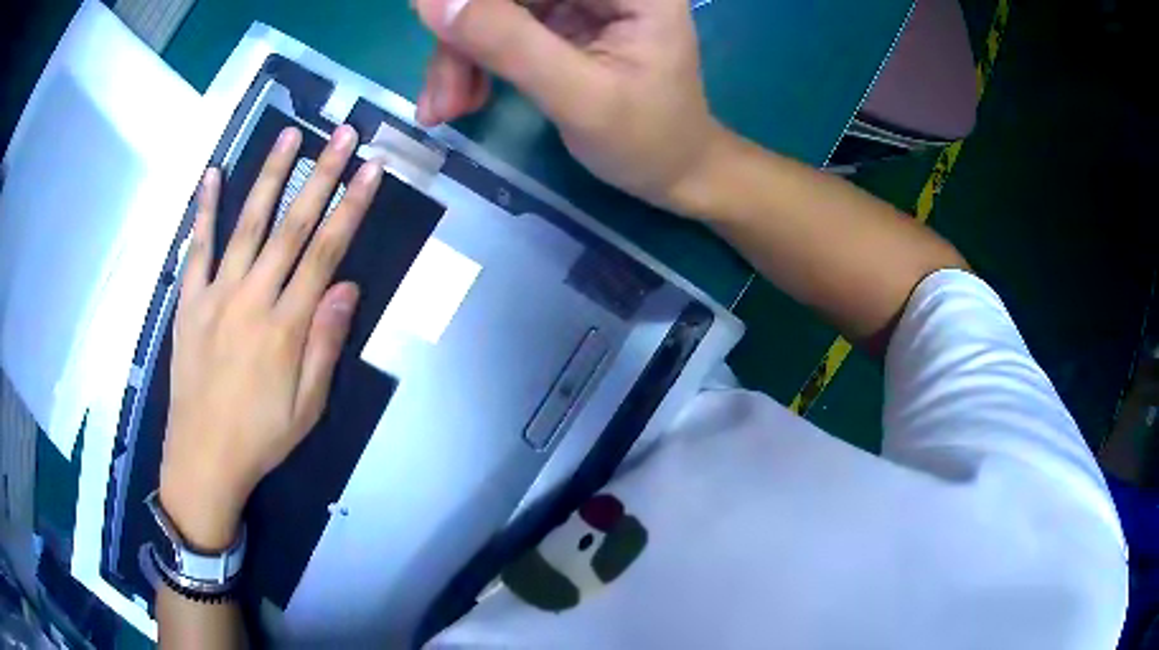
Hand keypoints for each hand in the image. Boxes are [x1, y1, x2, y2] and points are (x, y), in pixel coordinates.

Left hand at [159, 125, 382, 549]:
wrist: (203, 458)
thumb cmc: (261, 436)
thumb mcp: (307, 406)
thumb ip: (325, 343)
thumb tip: (347, 286)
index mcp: (285, 326)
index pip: (325, 253)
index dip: (351, 208)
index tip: (371, 170)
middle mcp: (252, 298)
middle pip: (291, 226)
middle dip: (321, 176)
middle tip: (342, 135)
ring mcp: (215, 294)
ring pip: (247, 225)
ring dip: (269, 177)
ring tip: (289, 136)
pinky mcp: (189, 301)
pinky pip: (197, 249)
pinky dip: (204, 210)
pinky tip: (212, 176)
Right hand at [413, 0, 726, 211]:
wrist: (671, 172)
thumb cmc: (647, 141)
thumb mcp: (580, 97)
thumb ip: (508, 44)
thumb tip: (431, 0)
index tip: (432, 26)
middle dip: (463, 36)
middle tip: (441, 97)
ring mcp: (577, 0)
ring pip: (493, 8)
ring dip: (458, 56)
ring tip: (448, 108)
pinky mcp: (557, 21)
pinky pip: (496, 27)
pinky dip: (470, 62)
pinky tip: (461, 100)